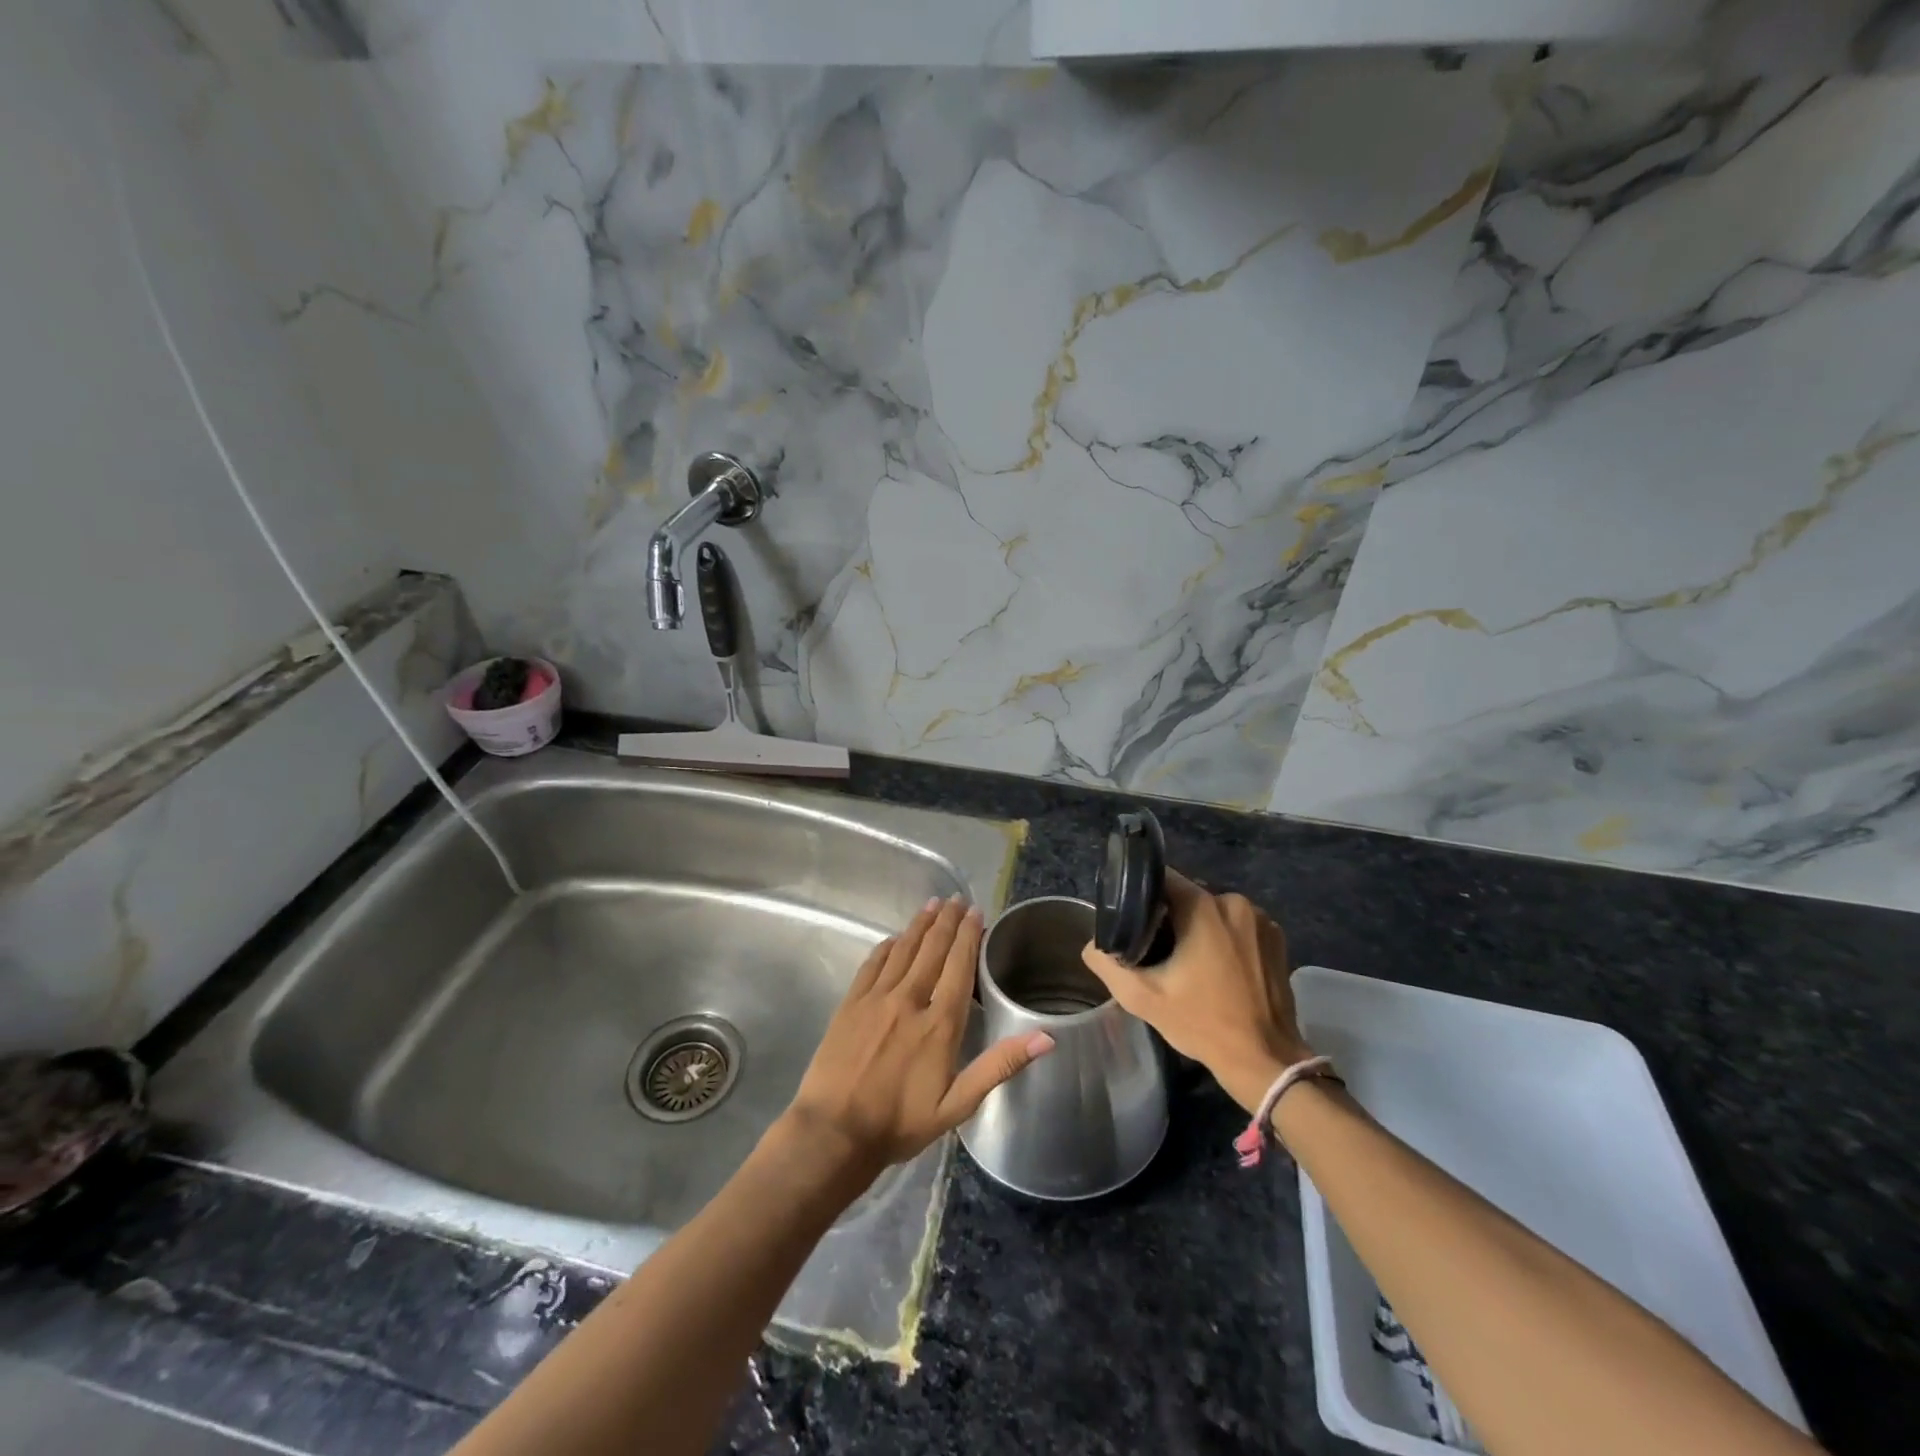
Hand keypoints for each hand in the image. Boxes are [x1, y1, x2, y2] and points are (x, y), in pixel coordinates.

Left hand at [780, 895, 1054, 1182]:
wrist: (834, 1132)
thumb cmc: (899, 1123)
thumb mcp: (957, 1105)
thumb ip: (999, 1066)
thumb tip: (1045, 1037)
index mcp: (939, 1024)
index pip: (958, 967)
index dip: (969, 937)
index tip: (976, 913)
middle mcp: (909, 1000)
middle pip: (932, 950)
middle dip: (947, 921)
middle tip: (957, 899)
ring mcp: (876, 998)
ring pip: (903, 950)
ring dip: (920, 924)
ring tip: (933, 904)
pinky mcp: (851, 1003)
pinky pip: (873, 964)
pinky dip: (887, 946)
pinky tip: (894, 937)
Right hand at [1080, 870, 1311, 1112]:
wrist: (1264, 1059)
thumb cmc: (1203, 1023)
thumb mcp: (1143, 998)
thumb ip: (1108, 964)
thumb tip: (1092, 945)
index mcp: (1203, 907)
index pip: (1163, 878)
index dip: (1142, 892)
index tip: (1131, 915)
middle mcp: (1234, 903)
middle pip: (1190, 894)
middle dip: (1171, 914)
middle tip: (1155, 946)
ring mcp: (1261, 919)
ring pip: (1214, 910)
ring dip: (1199, 926)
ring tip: (1186, 959)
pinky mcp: (1277, 938)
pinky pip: (1238, 925)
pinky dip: (1225, 937)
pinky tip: (1216, 966)